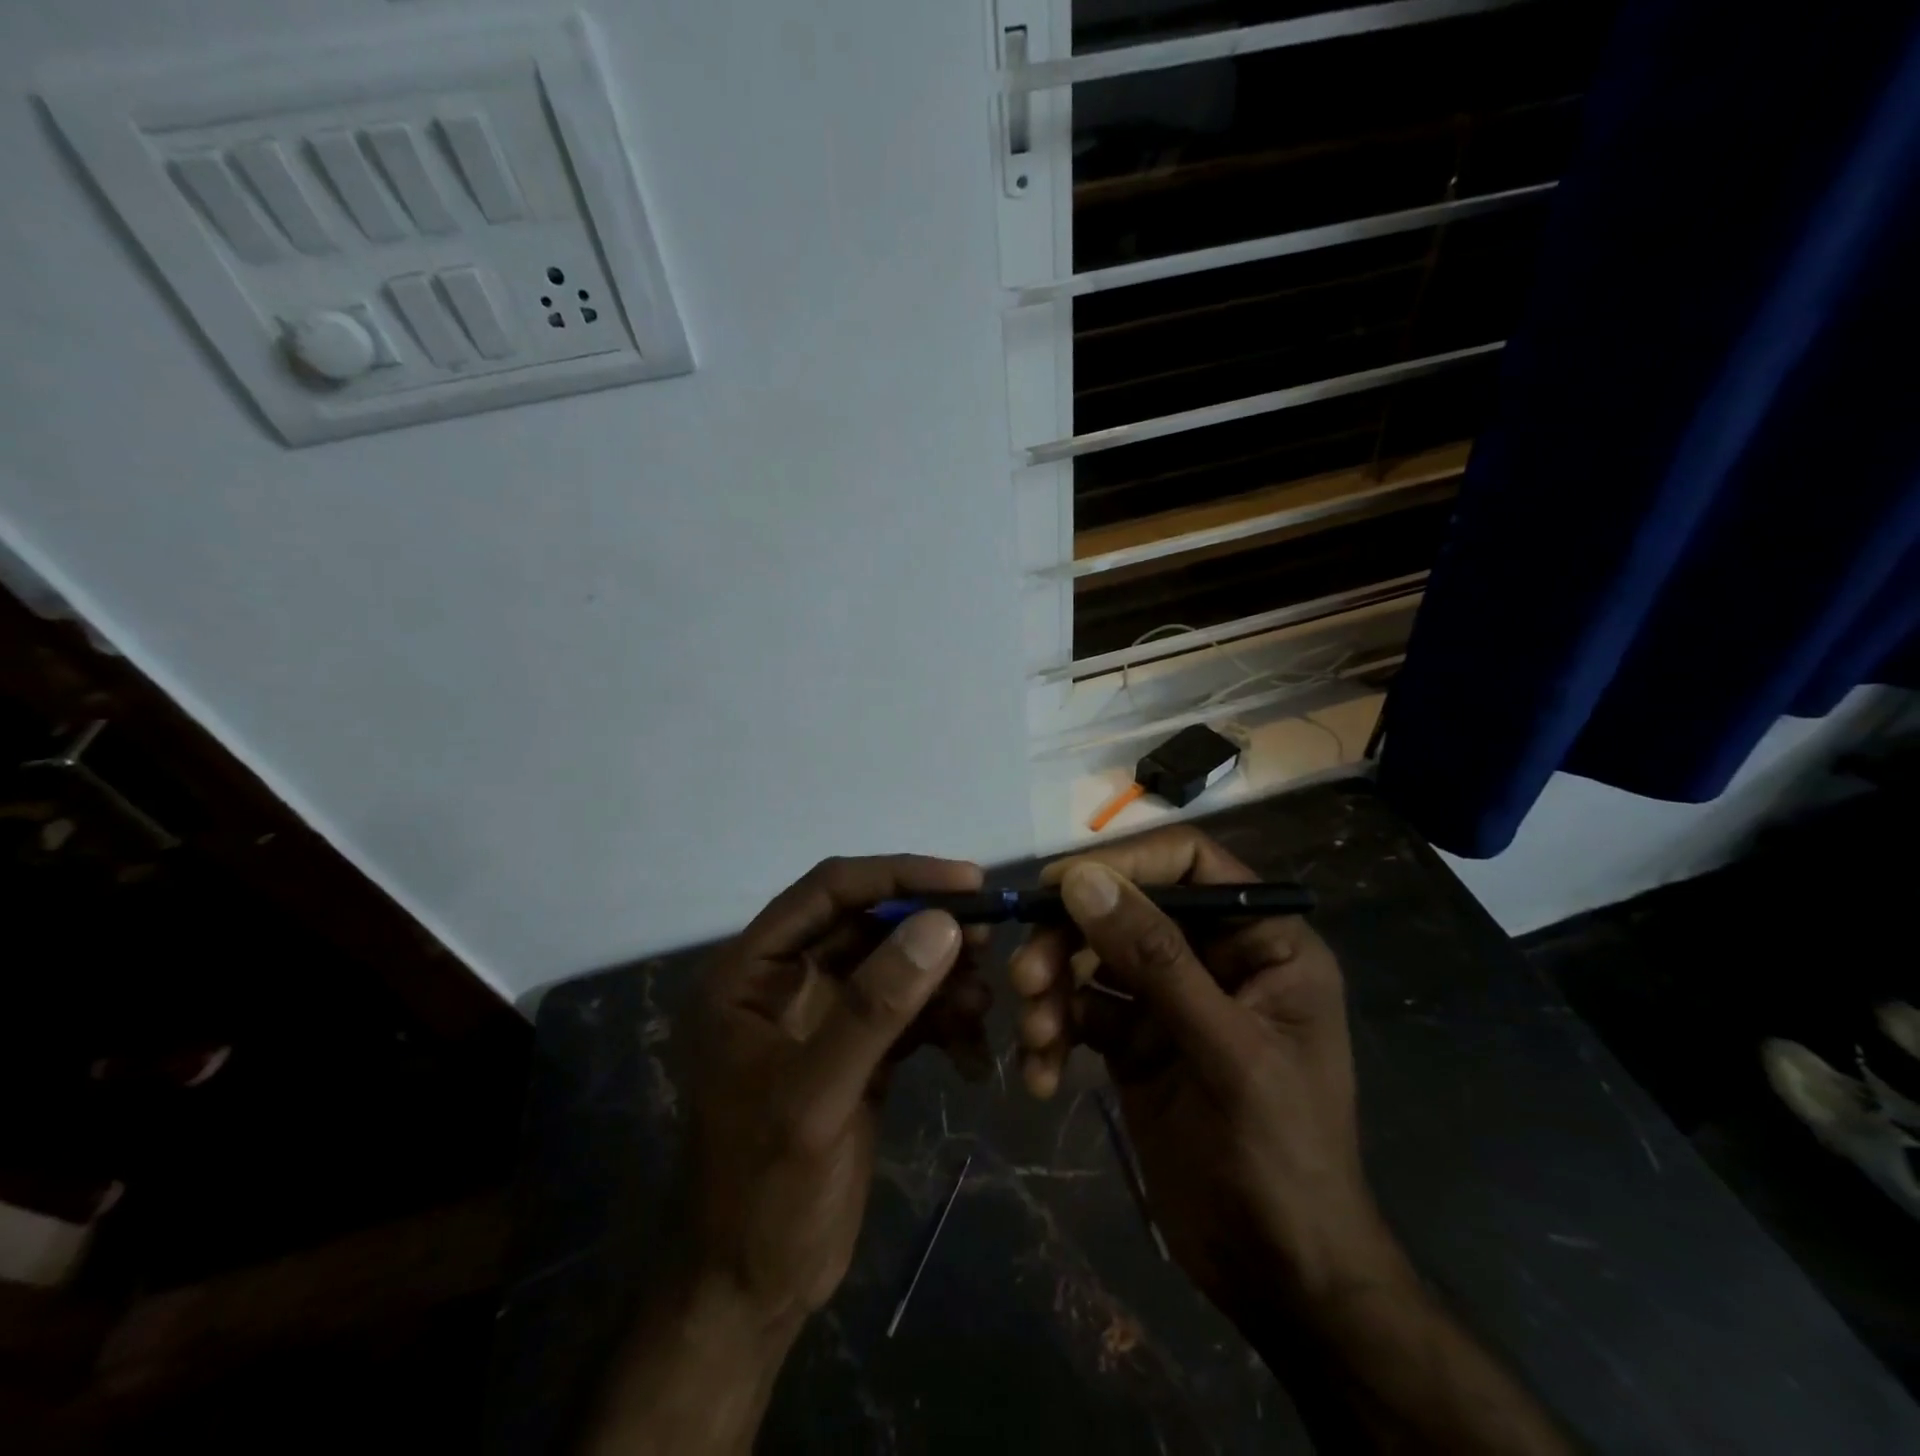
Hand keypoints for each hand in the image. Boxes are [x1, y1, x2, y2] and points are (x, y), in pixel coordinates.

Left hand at [587, 855, 985, 1455]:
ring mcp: (823, 1015)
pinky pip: (909, 1013)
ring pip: (896, 966)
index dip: (899, 875)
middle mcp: (785, 979)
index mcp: (751, 970)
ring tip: (984, 1006)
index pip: (829, 891)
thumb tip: (941, 923)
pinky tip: (973, 1059)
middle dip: (931, 930)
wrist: (753, 1290)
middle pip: (870, 923)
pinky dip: (945, 1024)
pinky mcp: (856, 1051)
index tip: (968, 881)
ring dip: (945, 980)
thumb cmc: (764, 1191)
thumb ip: (875, 1007)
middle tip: (993, 940)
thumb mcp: (816, 1097)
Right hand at [1009, 827, 1402, 1316]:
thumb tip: (1082, 879)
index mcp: (1262, 942)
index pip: (1189, 864)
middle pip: (1126, 910)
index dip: (1125, 863)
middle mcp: (1213, 958)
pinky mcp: (1135, 1040)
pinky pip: (1081, 1012)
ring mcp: (1170, 1000)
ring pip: (1093, 960)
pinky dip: (1055, 1034)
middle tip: (1026, 976)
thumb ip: (1155, 960)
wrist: (1279, 1278)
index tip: (1058, 883)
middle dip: (1070, 941)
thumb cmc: (1280, 1157)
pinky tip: (1040, 1074)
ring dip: (1054, 990)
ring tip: (1036, 1037)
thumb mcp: (1225, 1051)